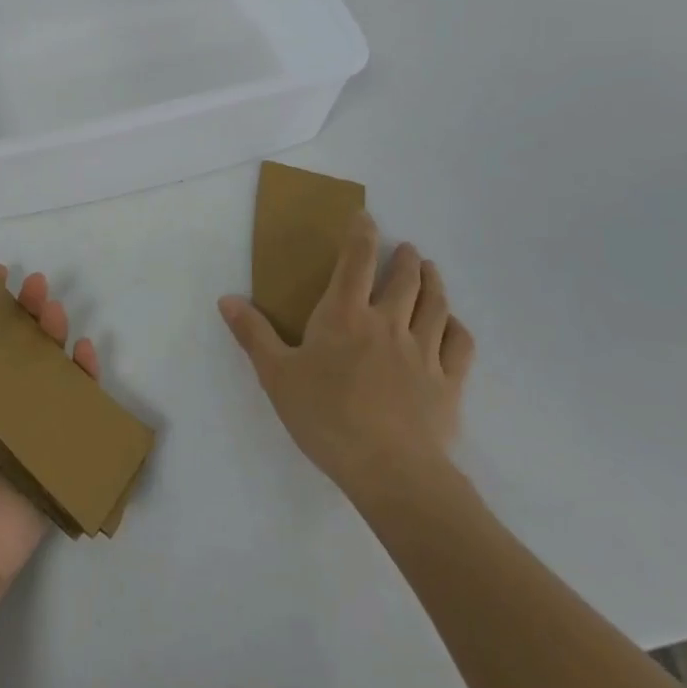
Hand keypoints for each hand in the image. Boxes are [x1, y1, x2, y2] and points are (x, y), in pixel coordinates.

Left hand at [0, 265, 100, 601]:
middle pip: (15, 346)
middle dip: (26, 312)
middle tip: (36, 286)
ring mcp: (24, 424)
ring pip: (46, 368)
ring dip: (54, 335)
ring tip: (55, 311)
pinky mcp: (52, 449)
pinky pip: (73, 407)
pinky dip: (84, 378)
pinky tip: (85, 352)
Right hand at [218, 211, 475, 508]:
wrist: (390, 471)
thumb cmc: (326, 417)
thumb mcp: (276, 375)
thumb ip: (253, 334)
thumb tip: (227, 298)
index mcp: (345, 315)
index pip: (356, 261)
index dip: (362, 234)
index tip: (366, 217)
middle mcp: (387, 323)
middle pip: (404, 279)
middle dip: (406, 258)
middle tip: (407, 249)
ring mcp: (423, 352)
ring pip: (435, 305)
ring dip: (434, 283)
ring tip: (431, 271)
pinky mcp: (449, 383)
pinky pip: (460, 345)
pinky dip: (457, 328)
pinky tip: (453, 325)